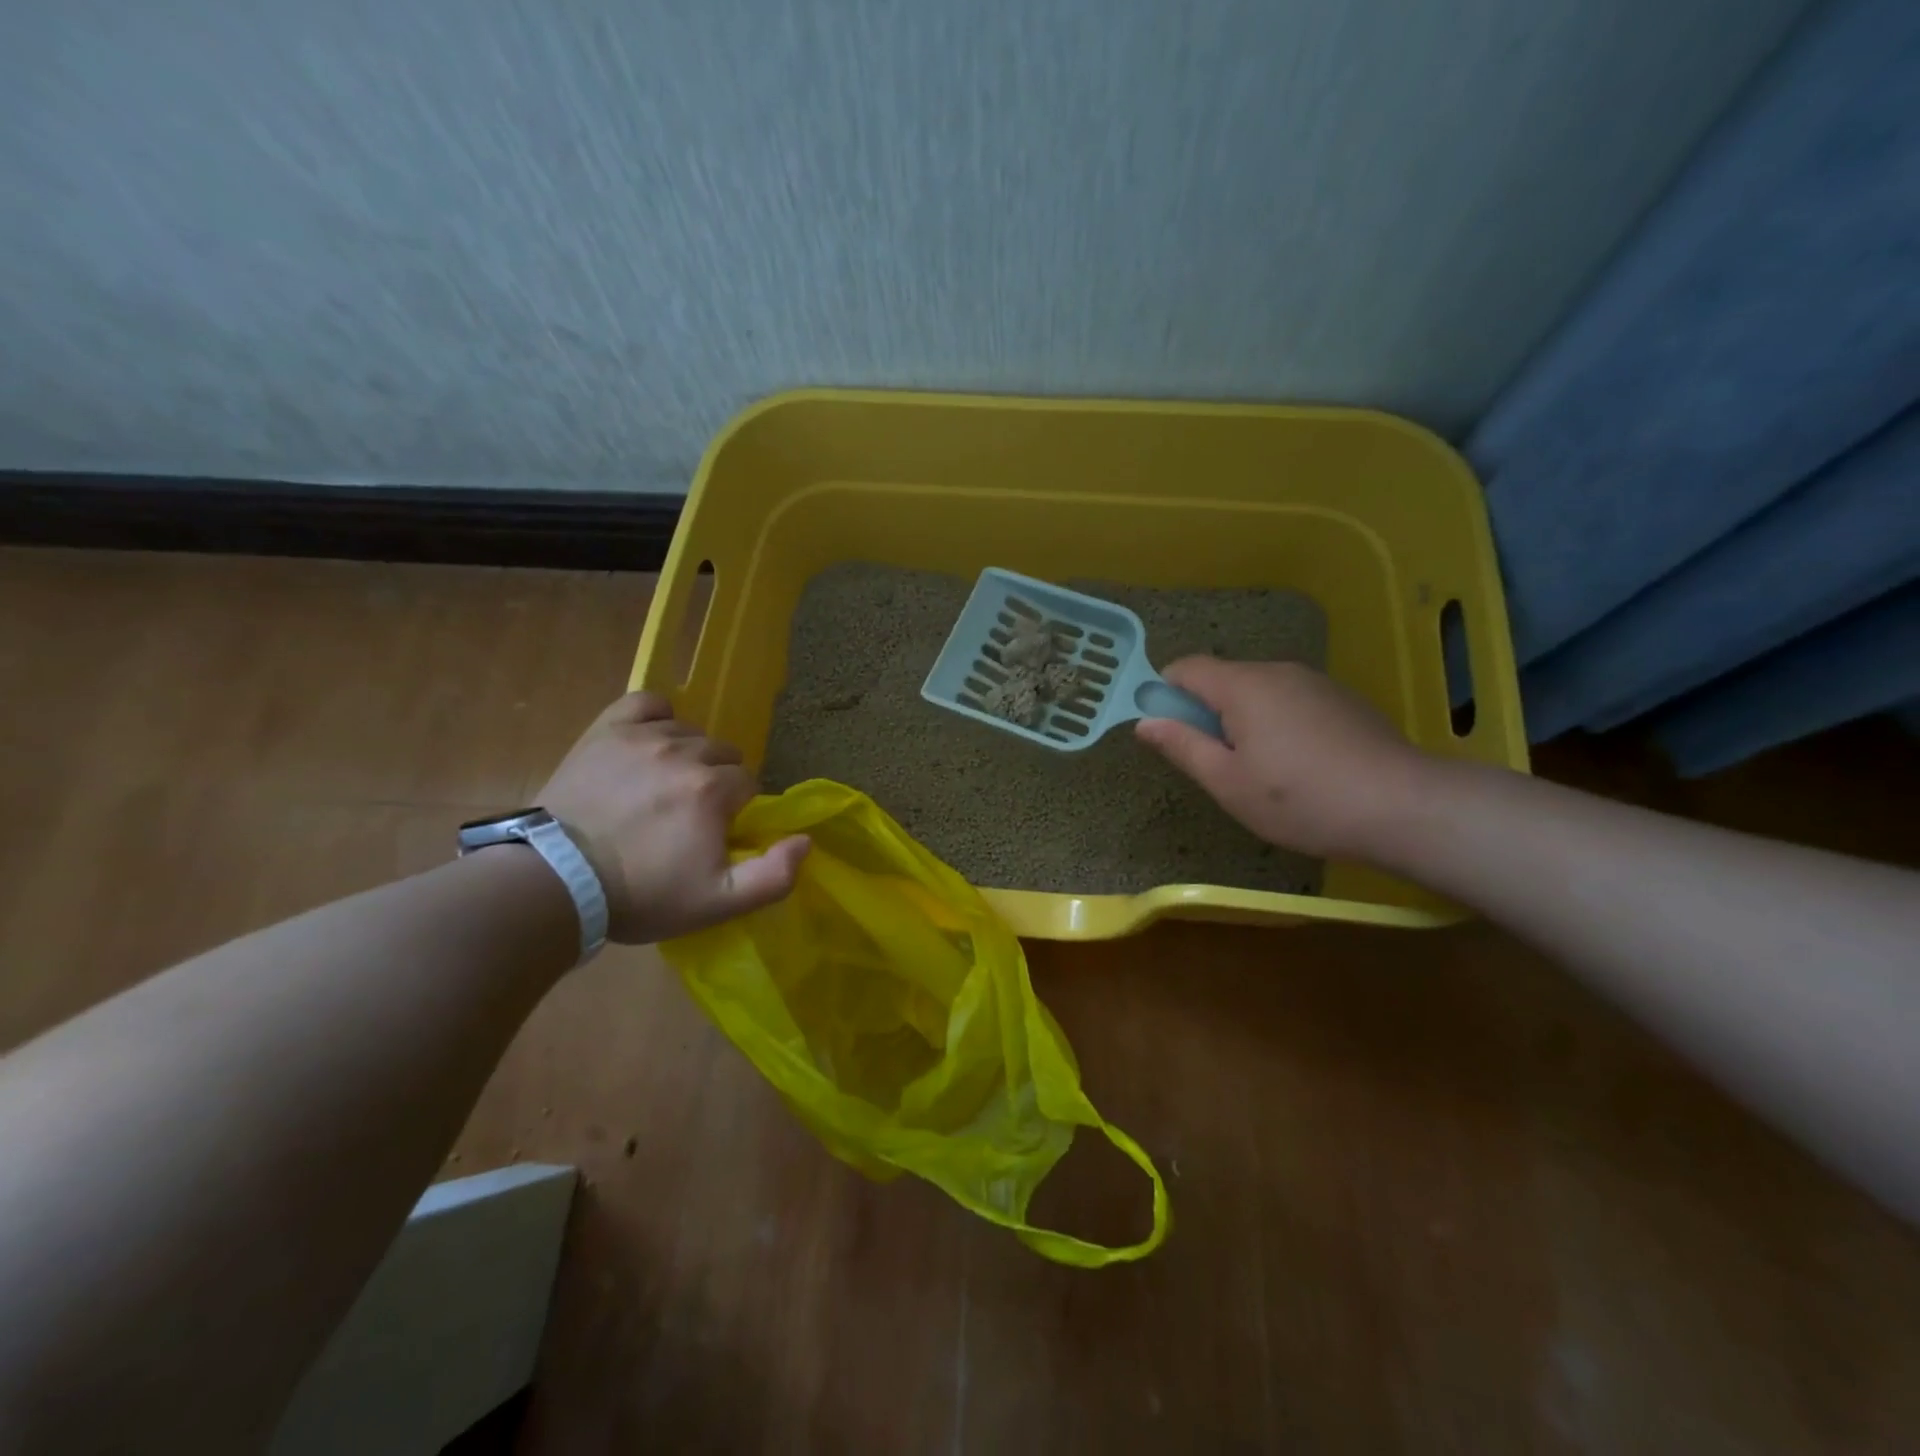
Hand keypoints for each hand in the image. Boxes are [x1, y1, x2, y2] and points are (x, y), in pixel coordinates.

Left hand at [536, 692, 808, 942]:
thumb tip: (805, 840)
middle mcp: (684, 751)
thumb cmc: (641, 895)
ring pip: (689, 731)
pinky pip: (647, 703)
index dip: (735, 809)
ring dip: (686, 755)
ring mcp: (643, 736)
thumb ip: (774, 876)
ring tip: (661, 786)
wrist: (555, 881)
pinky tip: (649, 740)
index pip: (748, 783)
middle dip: (714, 781)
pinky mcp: (607, 730)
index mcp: (713, 789)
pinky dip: (656, 717)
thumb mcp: (717, 903)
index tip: (712, 833)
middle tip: (686, 815)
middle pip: (722, 754)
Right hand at [1134, 658, 1433, 860]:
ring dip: (1242, 720)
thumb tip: (1145, 722)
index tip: (1167, 731)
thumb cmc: (1301, 799)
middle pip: (1223, 679)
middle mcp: (1277, 671)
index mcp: (1243, 686)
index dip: (1164, 692)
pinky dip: (1276, 722)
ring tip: (1259, 771)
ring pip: (1257, 691)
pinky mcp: (1342, 699)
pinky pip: (1289, 700)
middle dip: (1205, 712)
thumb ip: (1183, 746)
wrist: (1404, 806)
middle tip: (1214, 764)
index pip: (1186, 667)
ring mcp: (1314, 682)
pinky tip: (1297, 765)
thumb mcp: (1228, 782)